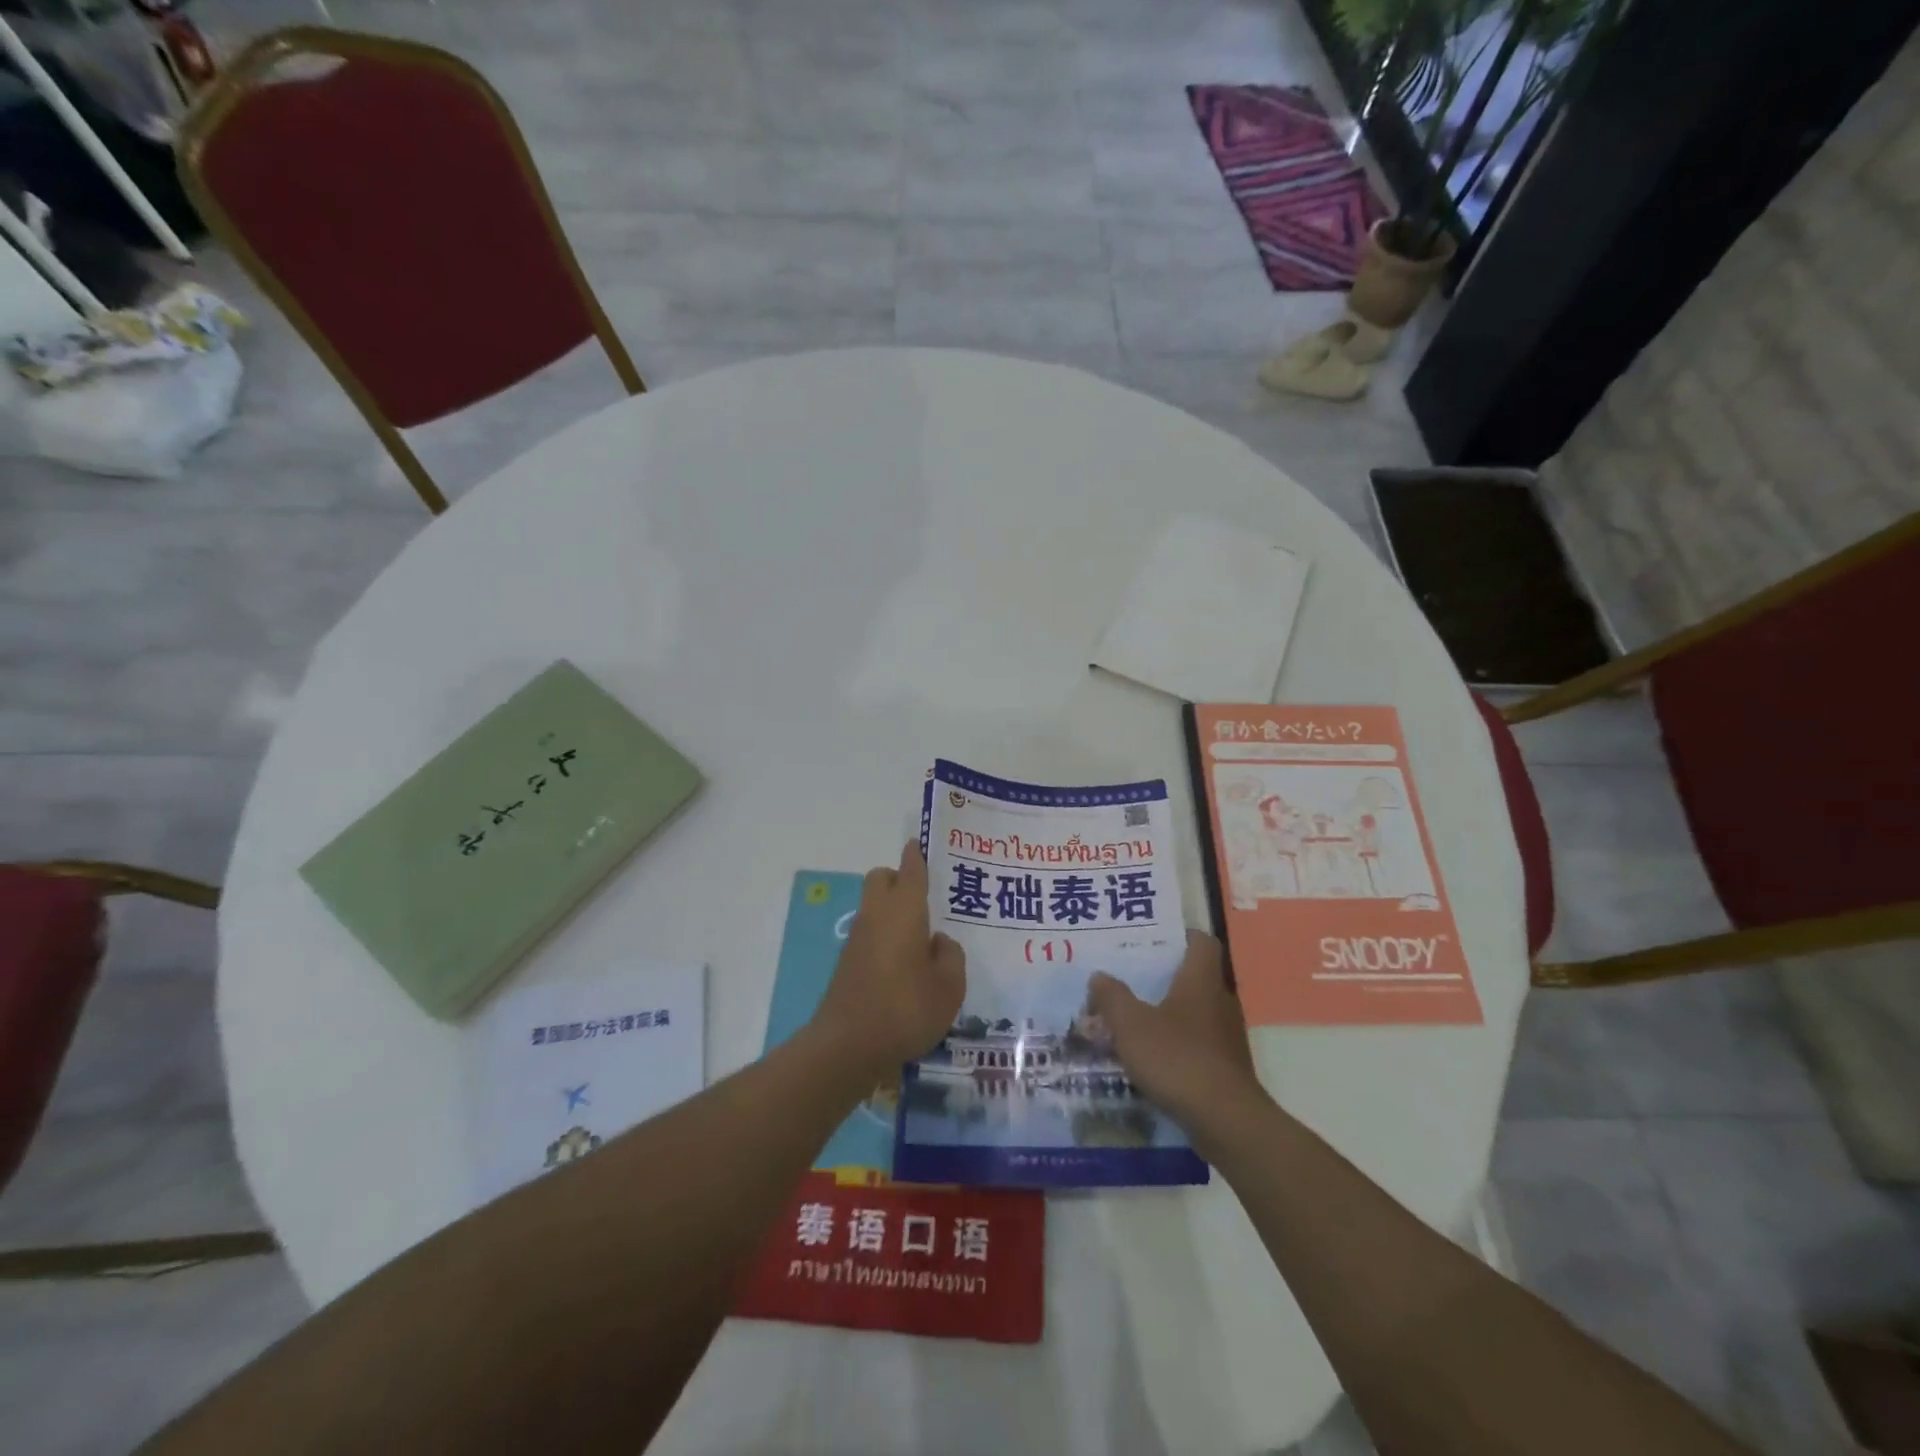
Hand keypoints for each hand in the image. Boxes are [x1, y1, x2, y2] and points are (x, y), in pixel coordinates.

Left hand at [814, 843, 965, 1076]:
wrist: (847, 1045)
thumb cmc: (906, 1008)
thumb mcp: (949, 986)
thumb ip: (950, 956)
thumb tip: (938, 942)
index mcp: (904, 909)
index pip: (910, 869)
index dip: (917, 855)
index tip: (921, 845)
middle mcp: (877, 914)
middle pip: (882, 878)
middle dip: (900, 879)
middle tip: (927, 897)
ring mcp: (858, 938)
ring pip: (874, 906)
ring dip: (893, 910)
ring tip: (923, 935)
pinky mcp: (848, 962)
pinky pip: (870, 933)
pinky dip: (886, 936)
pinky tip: (905, 963)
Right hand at [1087, 934, 1264, 1134]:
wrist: (1226, 1121)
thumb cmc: (1177, 1058)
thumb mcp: (1131, 1024)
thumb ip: (1112, 997)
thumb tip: (1099, 976)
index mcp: (1201, 980)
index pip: (1202, 942)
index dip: (1181, 936)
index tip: (1154, 940)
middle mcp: (1220, 1001)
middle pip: (1196, 977)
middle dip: (1166, 977)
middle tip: (1131, 978)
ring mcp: (1228, 1036)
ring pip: (1196, 1012)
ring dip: (1170, 1014)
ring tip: (1135, 1020)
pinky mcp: (1227, 1067)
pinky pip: (1199, 1044)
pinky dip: (1178, 1044)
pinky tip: (1152, 1058)